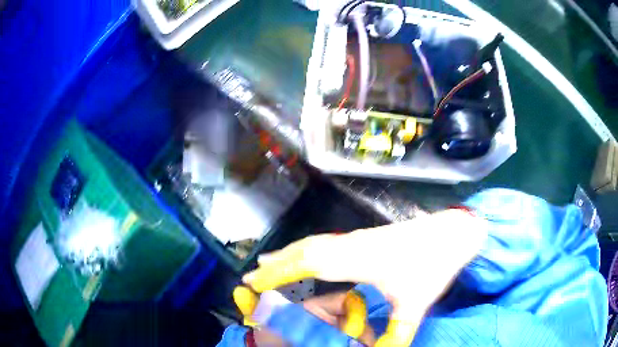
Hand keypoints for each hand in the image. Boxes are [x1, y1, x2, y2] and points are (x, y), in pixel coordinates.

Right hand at [243, 209, 487, 345]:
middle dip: (277, 263)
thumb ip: (397, 333)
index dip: (280, 272)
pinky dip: (307, 248)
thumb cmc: (434, 265)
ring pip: (315, 243)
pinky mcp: (365, 237)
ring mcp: (358, 238)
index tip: (255, 279)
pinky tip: (306, 254)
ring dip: (290, 253)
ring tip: (269, 262)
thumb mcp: (416, 304)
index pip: (310, 264)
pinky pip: (326, 242)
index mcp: (359, 259)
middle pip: (306, 250)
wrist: (451, 233)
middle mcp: (352, 244)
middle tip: (252, 274)